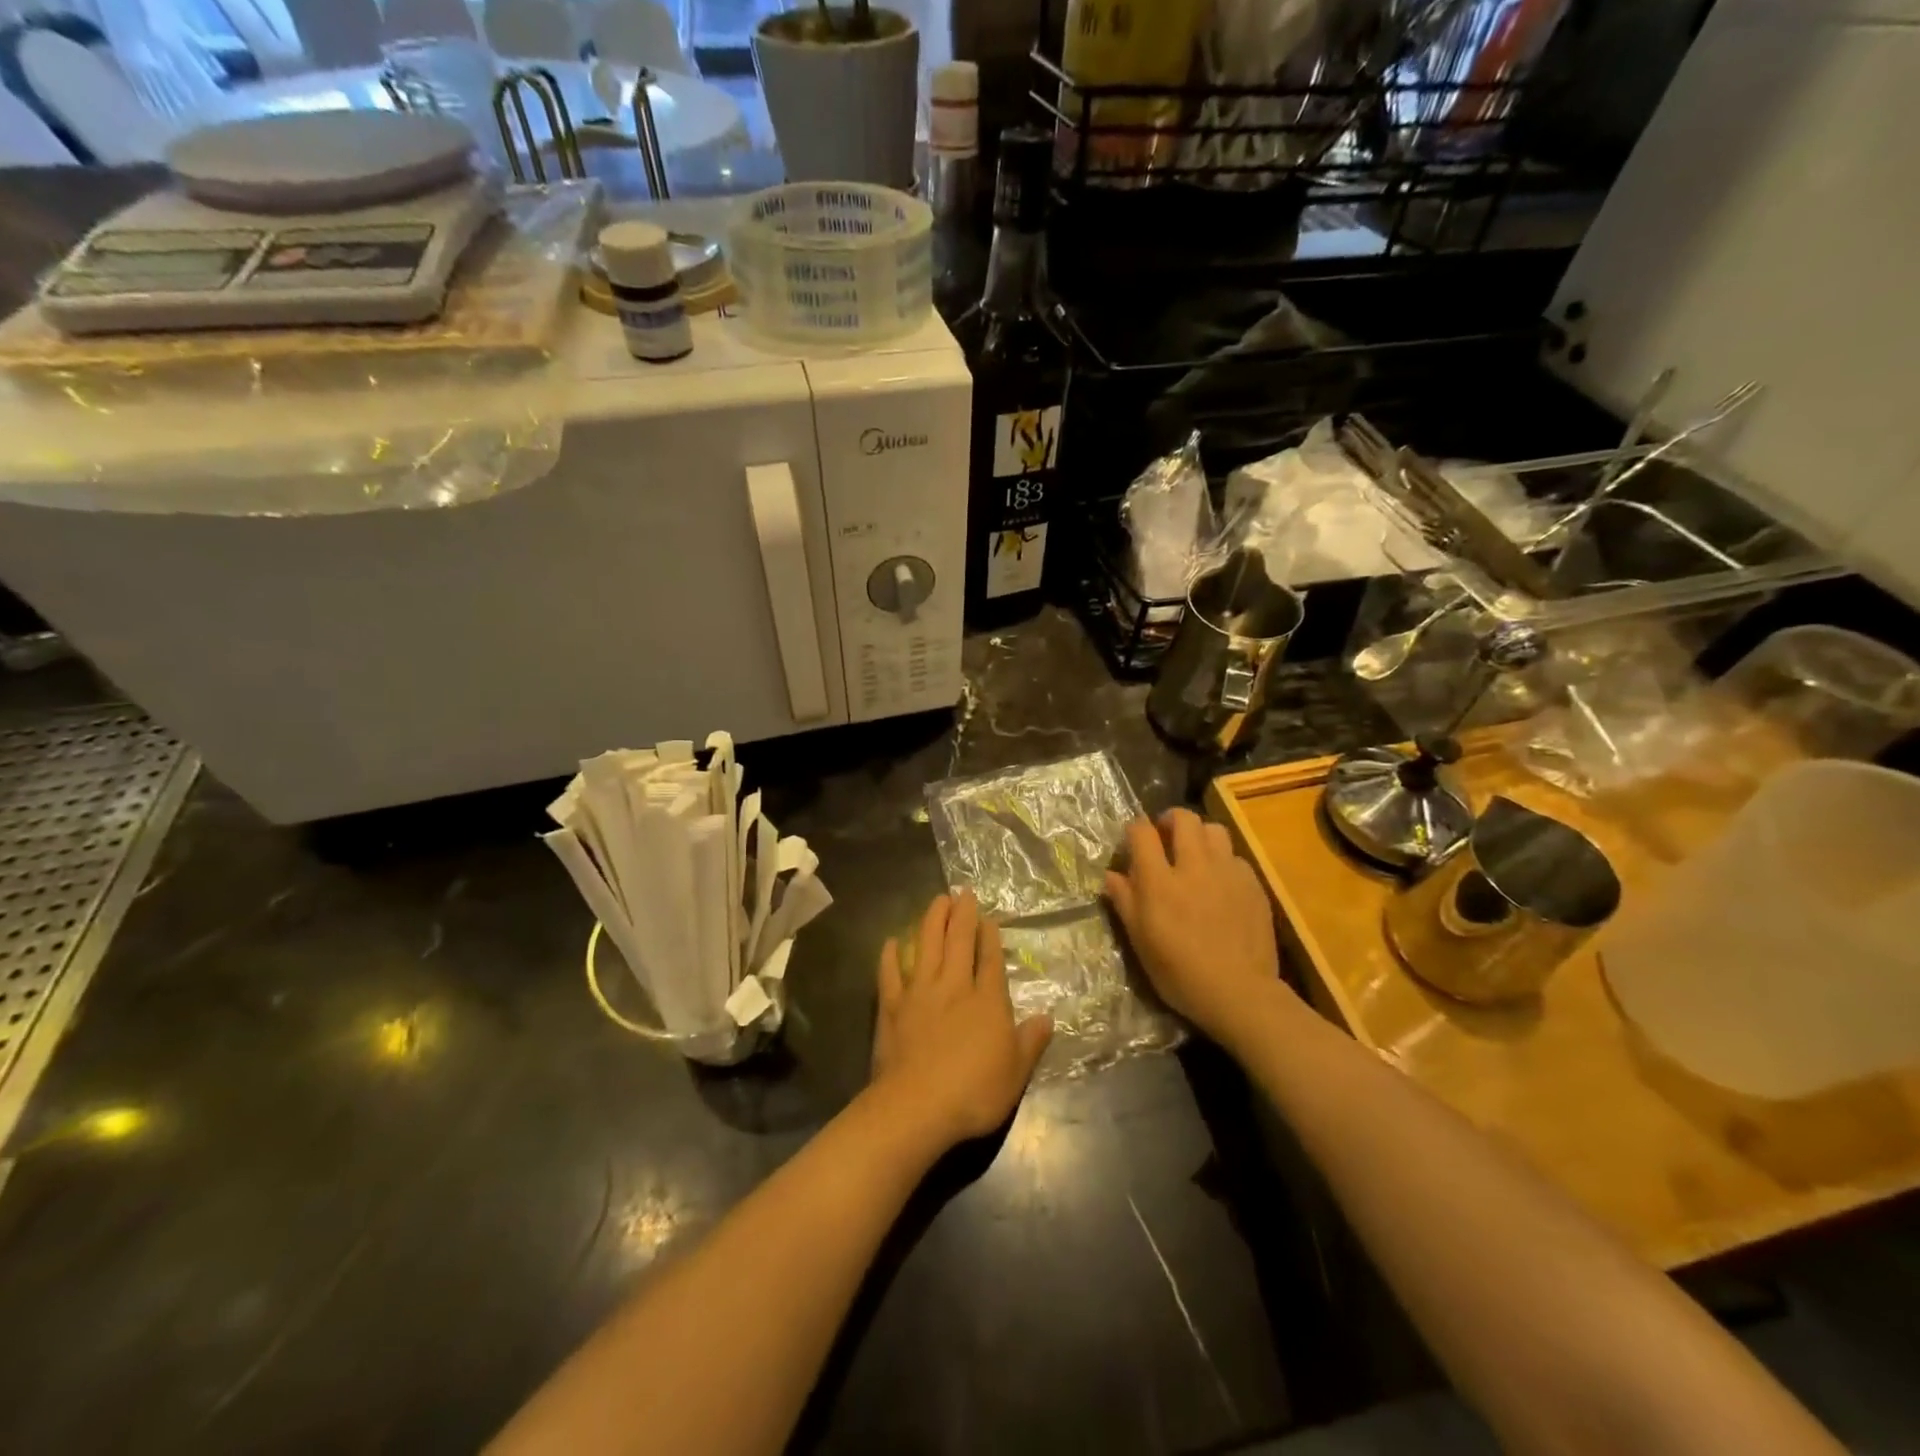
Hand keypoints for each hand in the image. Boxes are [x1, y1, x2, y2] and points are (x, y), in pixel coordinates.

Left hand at [871, 891, 1052, 1148]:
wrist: (917, 1106)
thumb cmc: (974, 1092)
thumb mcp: (1016, 1073)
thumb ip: (1031, 1042)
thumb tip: (1047, 1017)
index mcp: (987, 1001)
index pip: (990, 959)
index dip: (990, 936)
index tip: (988, 917)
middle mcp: (954, 987)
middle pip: (958, 942)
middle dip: (962, 915)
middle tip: (962, 892)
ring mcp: (920, 994)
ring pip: (926, 947)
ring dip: (932, 921)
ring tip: (937, 900)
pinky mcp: (892, 1007)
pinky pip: (890, 974)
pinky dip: (890, 956)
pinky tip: (891, 942)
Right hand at [1104, 809, 1286, 1047]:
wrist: (1239, 993)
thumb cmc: (1180, 973)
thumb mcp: (1140, 941)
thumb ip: (1124, 901)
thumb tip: (1111, 875)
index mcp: (1159, 881)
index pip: (1142, 831)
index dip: (1135, 830)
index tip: (1134, 841)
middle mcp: (1193, 866)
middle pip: (1183, 818)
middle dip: (1170, 820)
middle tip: (1166, 838)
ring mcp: (1227, 872)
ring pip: (1214, 829)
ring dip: (1200, 835)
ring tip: (1196, 854)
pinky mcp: (1253, 884)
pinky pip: (1235, 856)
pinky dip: (1223, 860)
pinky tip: (1221, 882)